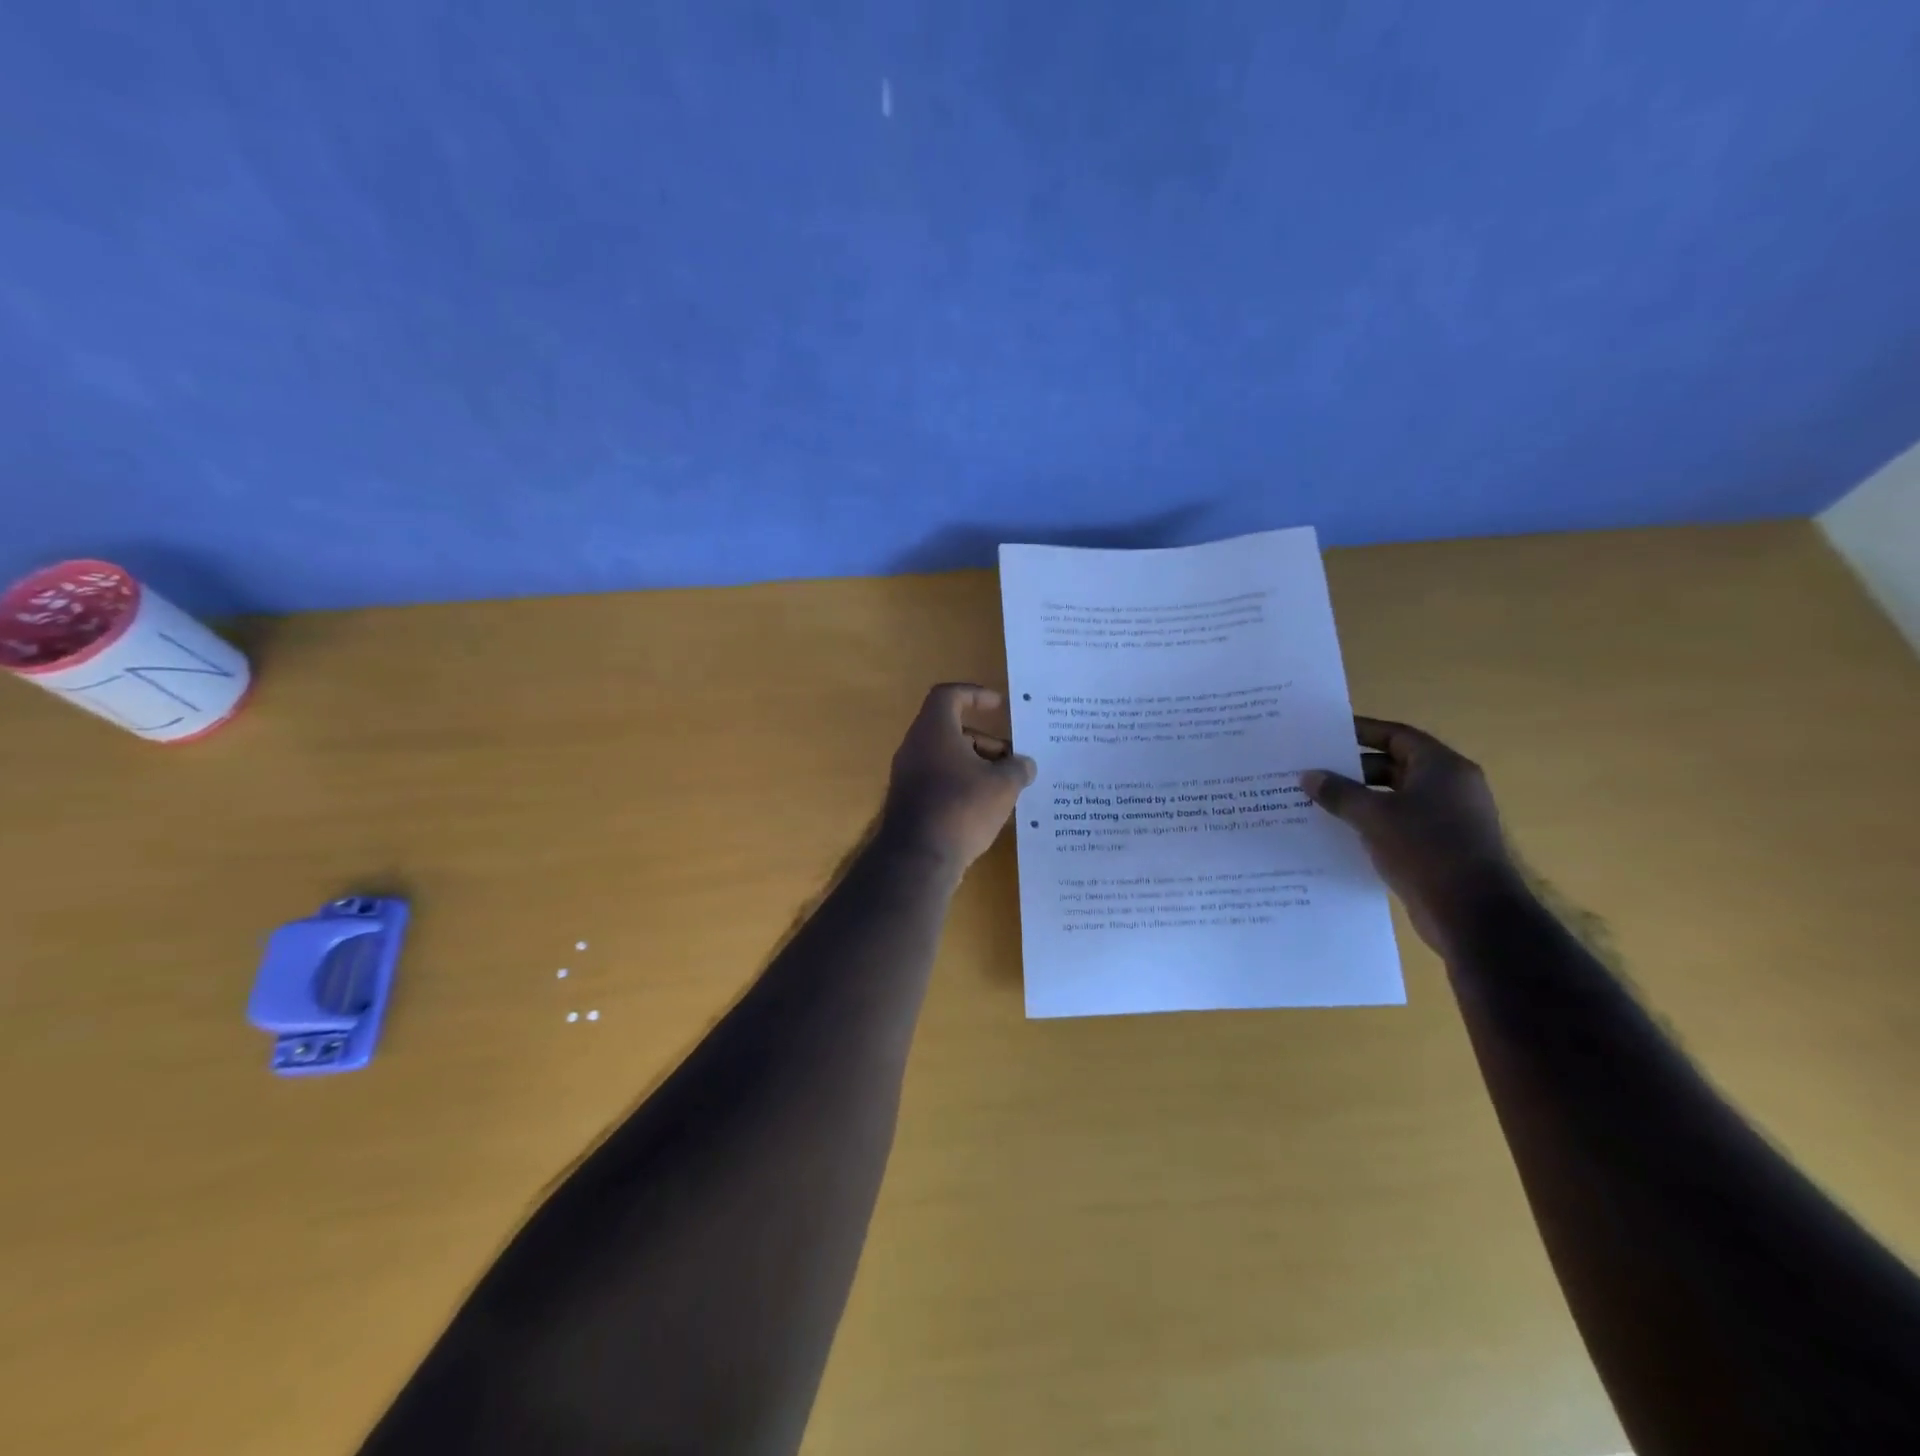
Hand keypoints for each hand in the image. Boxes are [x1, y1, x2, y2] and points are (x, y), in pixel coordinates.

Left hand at [880, 684, 1036, 873]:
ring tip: (1006, 788)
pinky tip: (987, 809)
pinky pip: (940, 782)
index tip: (999, 706)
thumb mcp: (1003, 785)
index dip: (975, 694)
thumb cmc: (962, 807)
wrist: (919, 857)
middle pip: (952, 730)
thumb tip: (1025, 765)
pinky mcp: (910, 801)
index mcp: (934, 730)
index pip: (949, 695)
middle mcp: (915, 746)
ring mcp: (909, 775)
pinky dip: (963, 786)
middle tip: (1012, 760)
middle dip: (986, 742)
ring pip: (947, 758)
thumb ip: (1018, 768)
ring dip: (977, 766)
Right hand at [1302, 717, 1524, 950]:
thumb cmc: (1426, 850)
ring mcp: (1448, 819)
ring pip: (1395, 797)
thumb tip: (1308, 776)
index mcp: (1442, 768)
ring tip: (1318, 802)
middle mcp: (1450, 787)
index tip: (1325, 734)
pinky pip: (1399, 824)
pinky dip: (1372, 823)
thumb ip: (1339, 793)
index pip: (1397, 736)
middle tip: (1314, 771)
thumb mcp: (1373, 816)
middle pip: (1395, 765)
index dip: (1361, 732)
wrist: (1472, 914)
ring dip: (1360, 799)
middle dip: (1353, 769)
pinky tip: (1339, 832)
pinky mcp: (1441, 847)